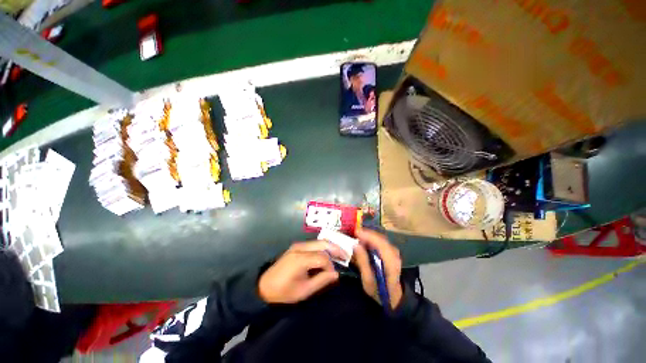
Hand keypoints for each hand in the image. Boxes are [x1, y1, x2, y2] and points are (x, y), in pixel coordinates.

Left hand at [258, 241, 346, 303]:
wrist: (264, 286)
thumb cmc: (283, 292)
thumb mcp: (303, 291)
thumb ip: (321, 281)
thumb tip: (336, 274)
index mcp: (300, 259)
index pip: (323, 257)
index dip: (331, 266)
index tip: (334, 275)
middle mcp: (300, 248)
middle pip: (323, 243)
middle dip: (336, 249)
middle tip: (346, 256)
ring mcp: (298, 245)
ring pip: (319, 242)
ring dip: (330, 247)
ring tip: (339, 255)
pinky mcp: (297, 247)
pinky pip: (314, 244)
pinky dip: (323, 248)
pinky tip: (328, 254)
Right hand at [352, 228, 402, 308]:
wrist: (393, 297)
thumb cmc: (379, 291)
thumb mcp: (368, 280)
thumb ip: (363, 262)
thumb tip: (356, 245)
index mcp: (390, 262)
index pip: (380, 243)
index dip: (368, 235)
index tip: (356, 232)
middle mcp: (394, 254)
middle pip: (380, 238)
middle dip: (367, 233)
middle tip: (353, 233)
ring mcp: (394, 252)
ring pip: (380, 238)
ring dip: (369, 235)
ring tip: (357, 235)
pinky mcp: (391, 251)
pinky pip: (381, 241)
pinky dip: (372, 238)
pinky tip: (364, 240)